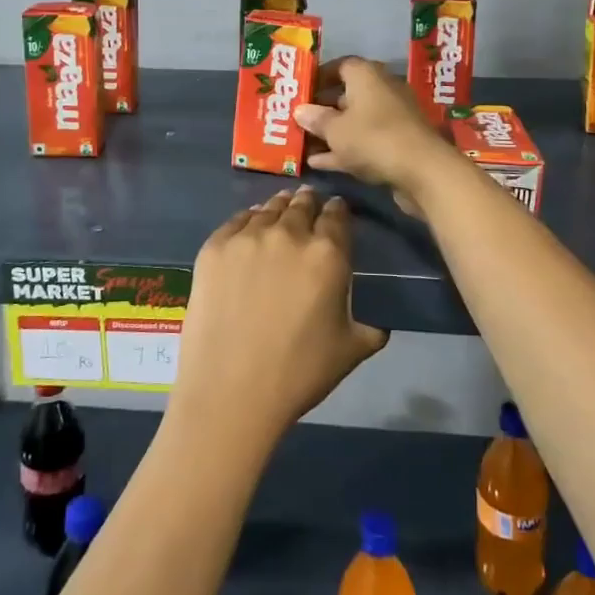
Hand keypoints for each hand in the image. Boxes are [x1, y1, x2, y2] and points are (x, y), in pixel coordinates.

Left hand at [172, 187, 388, 449]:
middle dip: (308, 204)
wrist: (230, 390)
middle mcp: (289, 233)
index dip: (338, 210)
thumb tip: (379, 324)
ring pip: (269, 208)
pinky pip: (237, 221)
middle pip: (302, 204)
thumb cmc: (298, 373)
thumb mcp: (350, 350)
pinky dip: (248, 221)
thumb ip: (371, 328)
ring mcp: (248, 237)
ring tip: (280, 212)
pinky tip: (249, 228)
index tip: (336, 212)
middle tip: (308, 208)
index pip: (337, 215)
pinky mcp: (215, 246)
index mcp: (328, 254)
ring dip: (279, 208)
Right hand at [292, 56, 462, 207]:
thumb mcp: (335, 130)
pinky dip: (345, 149)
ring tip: (304, 144)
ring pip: (355, 121)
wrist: (423, 170)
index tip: (300, 91)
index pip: (340, 65)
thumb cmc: (372, 138)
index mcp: (366, 75)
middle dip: (322, 108)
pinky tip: (319, 163)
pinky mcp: (398, 143)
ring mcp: (392, 118)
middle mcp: (381, 90)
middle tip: (298, 119)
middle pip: (347, 94)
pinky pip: (365, 141)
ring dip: (332, 132)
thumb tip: (300, 110)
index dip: (319, 76)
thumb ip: (316, 119)